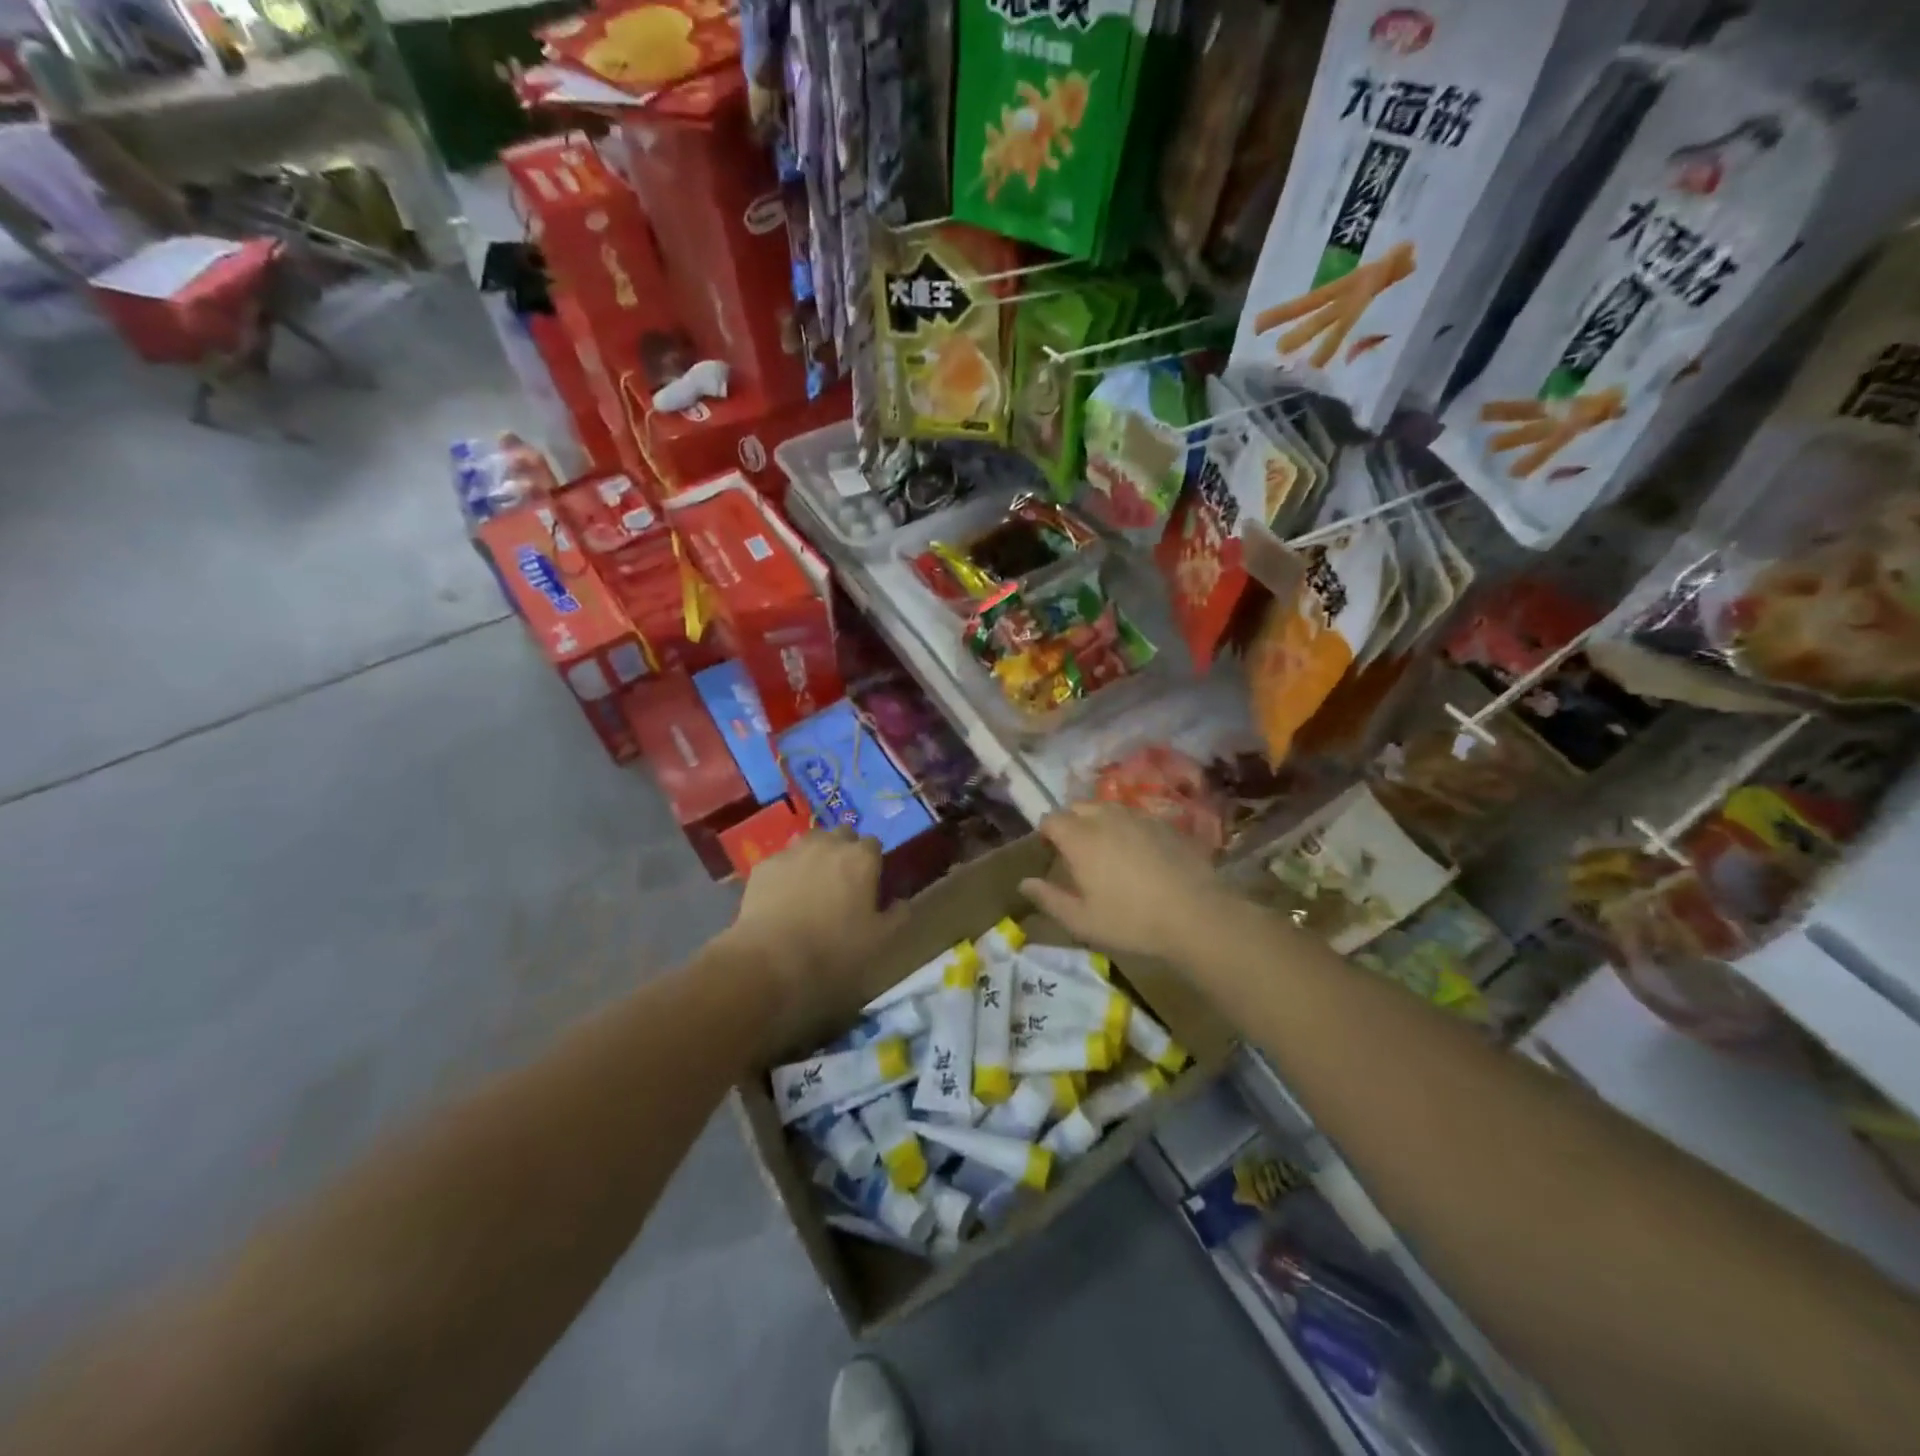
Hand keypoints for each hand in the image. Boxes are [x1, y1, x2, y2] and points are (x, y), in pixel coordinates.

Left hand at [721, 827, 906, 1052]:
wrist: (771, 958)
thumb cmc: (834, 949)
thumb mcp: (880, 939)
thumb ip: (898, 915)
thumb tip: (901, 901)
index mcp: (861, 857)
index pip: (874, 844)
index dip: (873, 862)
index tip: (870, 883)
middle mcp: (829, 844)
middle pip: (843, 834)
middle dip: (846, 850)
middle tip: (843, 881)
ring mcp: (793, 851)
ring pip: (811, 842)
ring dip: (817, 855)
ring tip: (813, 884)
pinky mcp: (764, 865)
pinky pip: (783, 860)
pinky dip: (788, 871)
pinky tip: (784, 895)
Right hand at [1020, 801, 1233, 961]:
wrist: (1195, 915)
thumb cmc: (1131, 921)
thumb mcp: (1082, 920)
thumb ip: (1049, 899)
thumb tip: (1024, 883)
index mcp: (1080, 838)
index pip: (1051, 819)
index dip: (1046, 833)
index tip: (1049, 852)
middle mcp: (1106, 818)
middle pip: (1078, 807)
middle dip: (1071, 822)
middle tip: (1075, 851)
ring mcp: (1138, 817)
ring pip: (1108, 808)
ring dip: (1099, 821)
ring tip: (1105, 848)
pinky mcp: (1164, 824)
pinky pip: (1135, 817)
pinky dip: (1127, 827)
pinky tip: (1138, 852)